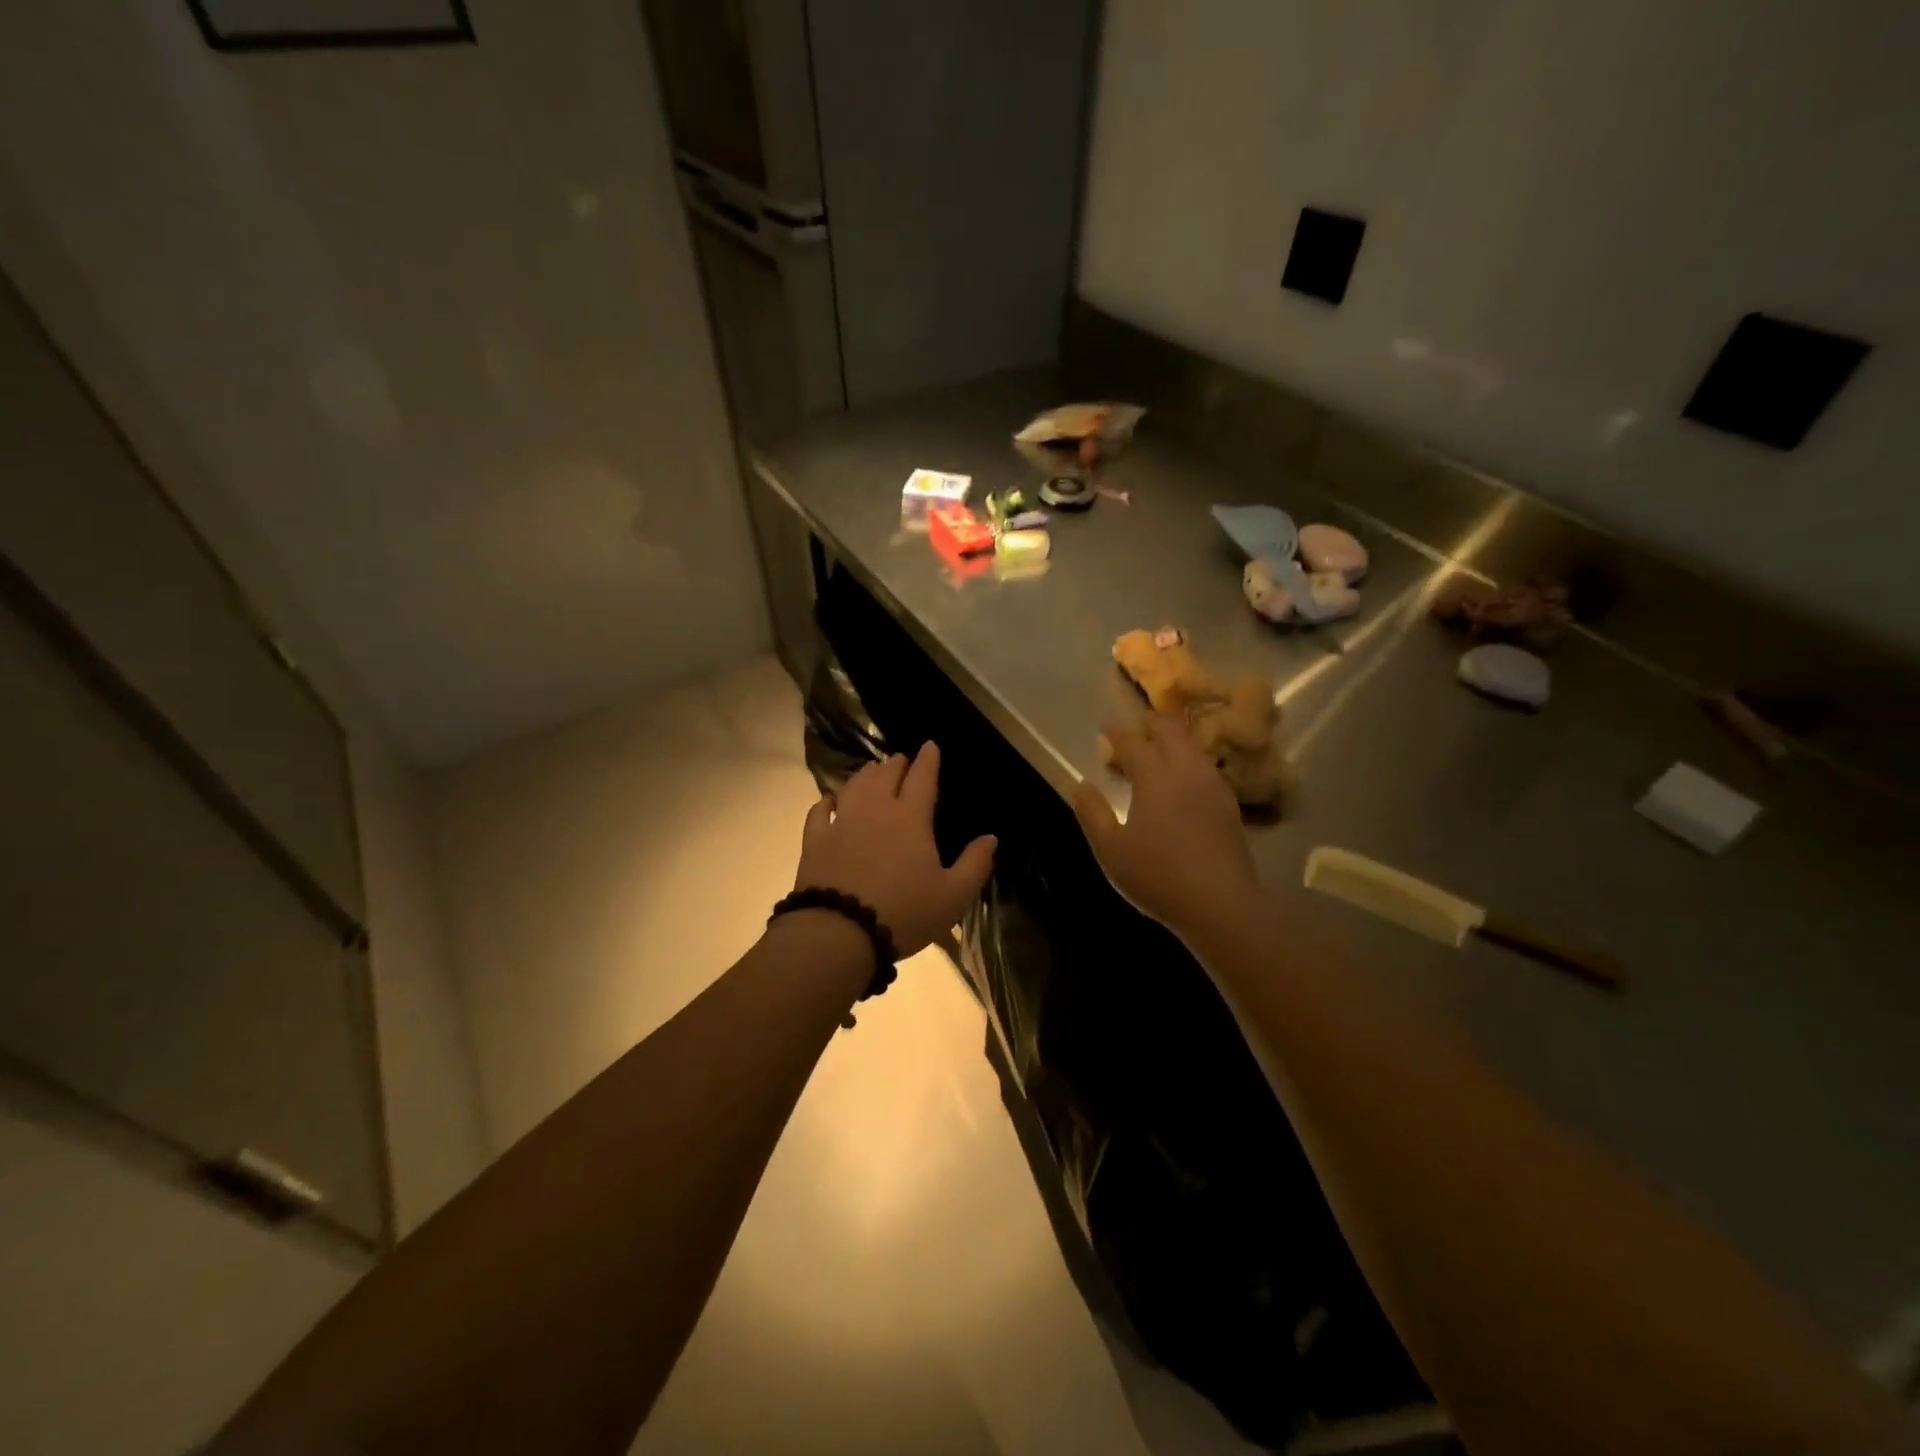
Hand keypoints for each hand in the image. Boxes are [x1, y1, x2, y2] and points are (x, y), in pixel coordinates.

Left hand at [794, 743, 996, 956]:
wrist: (839, 932)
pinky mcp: (815, 842)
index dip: (928, 760)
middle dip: (895, 764)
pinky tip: (829, 801)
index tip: (930, 745)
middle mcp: (875, 810)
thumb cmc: (904, 913)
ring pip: (854, 787)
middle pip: (885, 776)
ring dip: (865, 775)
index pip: (922, 778)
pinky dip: (826, 803)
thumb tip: (991, 837)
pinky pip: (819, 813)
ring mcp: (841, 823)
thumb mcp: (953, 896)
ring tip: (871, 770)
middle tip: (900, 760)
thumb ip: (975, 864)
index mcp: (911, 818)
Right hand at [1073, 713, 1262, 937]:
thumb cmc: (1158, 876)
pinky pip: (1207, 766)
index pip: (1133, 742)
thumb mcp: (1111, 849)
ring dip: (1175, 738)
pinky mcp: (1228, 803)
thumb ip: (1092, 813)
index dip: (1117, 732)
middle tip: (1137, 726)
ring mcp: (1212, 785)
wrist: (1220, 903)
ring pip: (1193, 746)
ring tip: (1160, 747)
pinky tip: (1185, 777)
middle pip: (1171, 731)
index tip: (1105, 727)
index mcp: (1154, 778)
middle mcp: (1185, 771)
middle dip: (1152, 722)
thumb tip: (1080, 785)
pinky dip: (1190, 759)